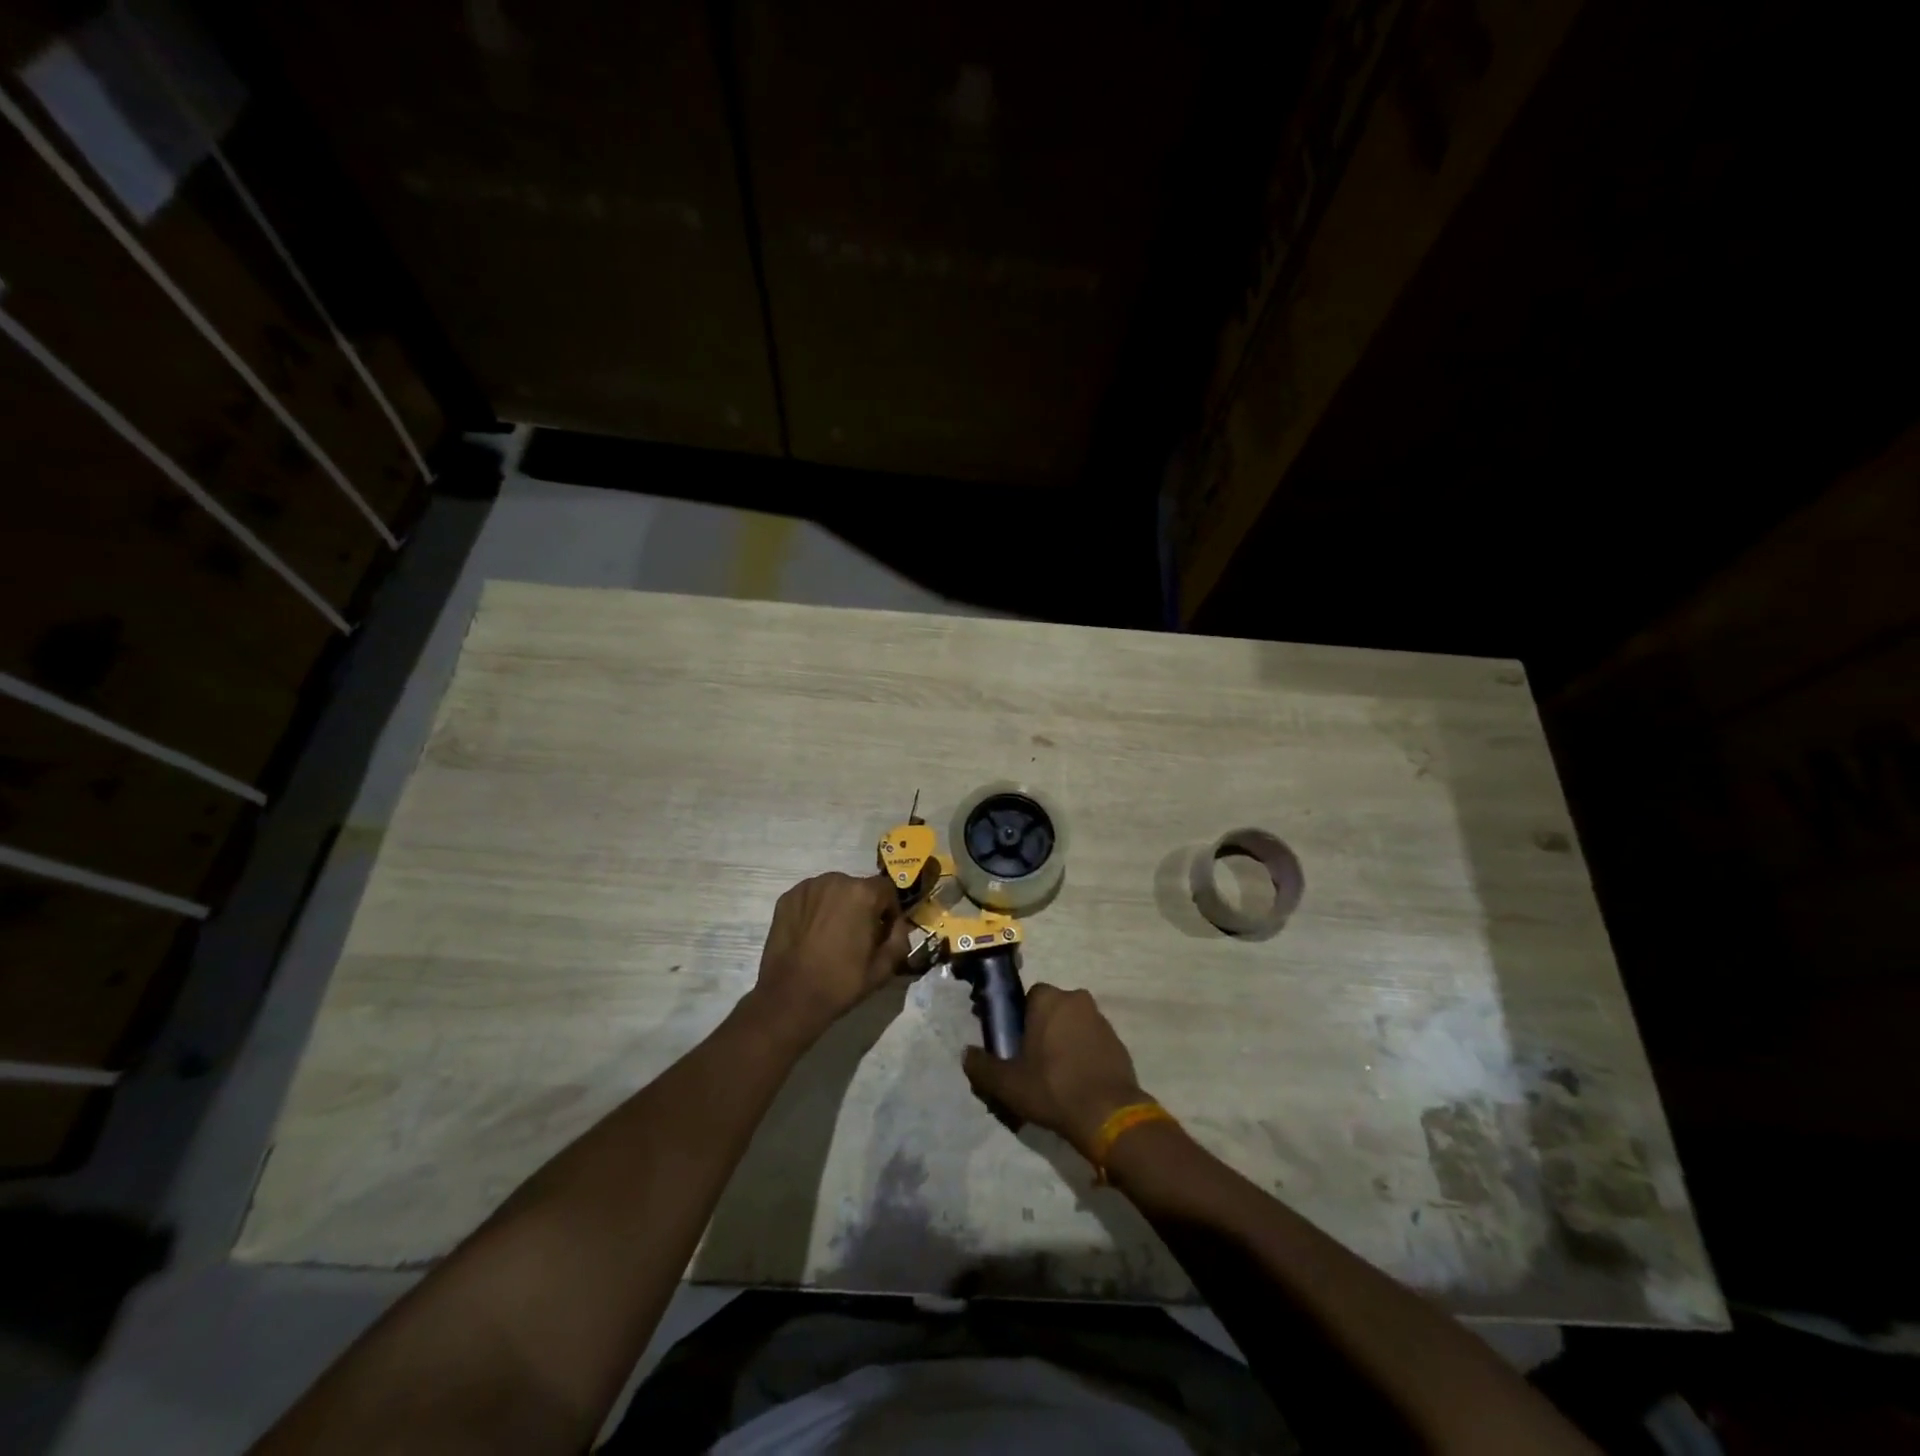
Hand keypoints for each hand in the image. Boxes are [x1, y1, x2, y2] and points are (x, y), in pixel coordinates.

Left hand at [744, 872, 911, 1047]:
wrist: (791, 998)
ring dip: (838, 905)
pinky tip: (812, 934)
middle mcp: (835, 880)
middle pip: (859, 887)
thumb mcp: (884, 967)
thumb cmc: (842, 982)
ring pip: (834, 890)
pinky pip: (811, 897)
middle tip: (857, 935)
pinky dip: (816, 909)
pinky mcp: (787, 898)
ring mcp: (807, 887)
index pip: (887, 889)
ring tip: (832, 934)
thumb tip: (898, 924)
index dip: (889, 910)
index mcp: (863, 893)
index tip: (883, 931)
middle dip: (863, 906)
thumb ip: (900, 938)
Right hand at [962, 984, 1150, 1159]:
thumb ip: (982, 1066)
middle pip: (1052, 1010)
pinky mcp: (1118, 1042)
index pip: (1029, 998)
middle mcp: (1077, 999)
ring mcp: (1101, 1019)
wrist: (1107, 1114)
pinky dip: (1084, 1055)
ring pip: (1073, 1025)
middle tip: (1032, 1062)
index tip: (1014, 1044)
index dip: (1019, 1020)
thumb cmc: (1052, 1088)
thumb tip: (966, 1054)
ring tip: (1055, 1076)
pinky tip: (1077, 1082)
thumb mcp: (1007, 1083)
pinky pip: (1092, 1042)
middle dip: (1042, 1030)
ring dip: (1064, 1041)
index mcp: (1049, 999)